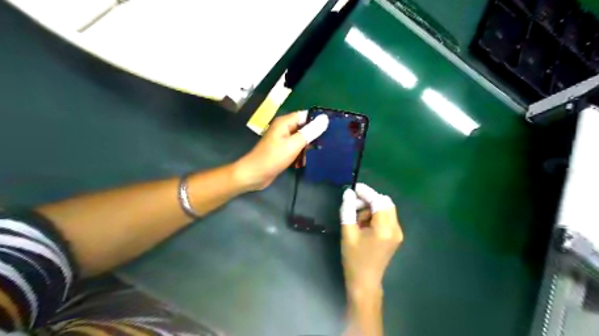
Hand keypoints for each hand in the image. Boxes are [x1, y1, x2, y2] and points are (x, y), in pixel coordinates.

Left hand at [236, 111, 326, 190]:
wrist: (254, 175)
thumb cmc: (273, 158)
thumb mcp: (294, 144)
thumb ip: (310, 132)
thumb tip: (325, 119)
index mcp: (285, 122)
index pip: (305, 115)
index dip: (317, 120)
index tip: (332, 128)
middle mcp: (284, 129)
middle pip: (304, 128)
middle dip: (314, 136)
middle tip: (328, 143)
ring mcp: (282, 140)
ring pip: (301, 140)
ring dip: (308, 147)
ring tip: (320, 153)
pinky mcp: (282, 151)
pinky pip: (296, 149)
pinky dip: (301, 154)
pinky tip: (307, 161)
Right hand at [339, 184, 403, 296]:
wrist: (365, 282)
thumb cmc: (354, 259)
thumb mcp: (348, 233)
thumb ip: (348, 210)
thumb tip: (348, 193)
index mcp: (384, 229)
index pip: (378, 201)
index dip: (366, 192)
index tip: (354, 188)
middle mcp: (395, 228)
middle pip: (385, 203)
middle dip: (369, 200)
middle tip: (353, 204)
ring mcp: (397, 233)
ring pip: (386, 209)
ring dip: (371, 208)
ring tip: (356, 218)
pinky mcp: (395, 236)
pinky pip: (386, 217)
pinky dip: (375, 215)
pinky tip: (363, 223)